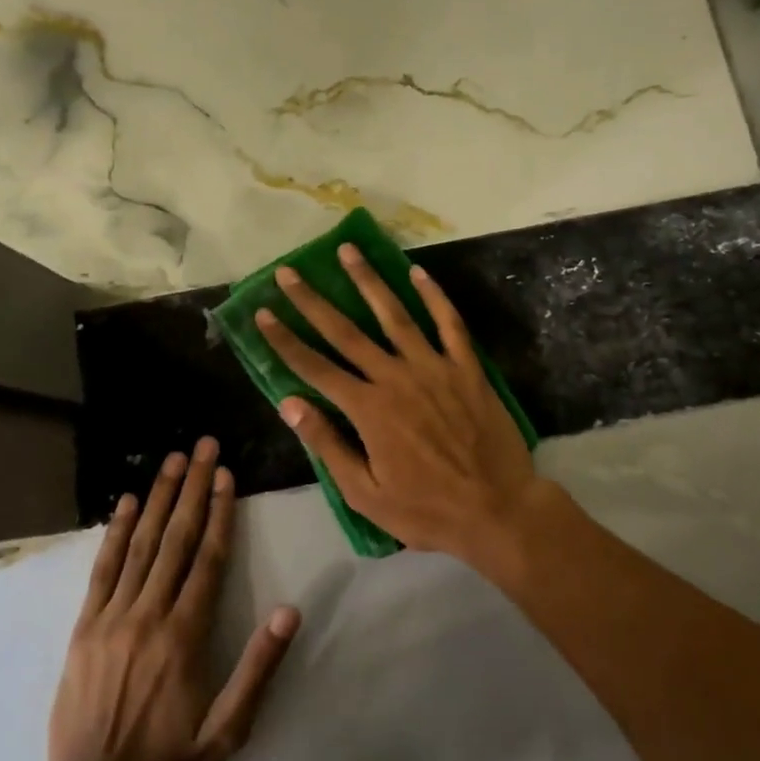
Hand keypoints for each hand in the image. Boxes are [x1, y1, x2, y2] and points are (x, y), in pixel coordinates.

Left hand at [48, 438, 299, 760]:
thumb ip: (258, 668)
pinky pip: (102, 569)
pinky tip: (123, 502)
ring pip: (139, 544)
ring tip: (171, 460)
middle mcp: (149, 614)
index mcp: (185, 634)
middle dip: (191, 487)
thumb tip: (290, 611)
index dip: (218, 512)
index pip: (207, 558)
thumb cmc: (169, 760)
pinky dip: (114, 532)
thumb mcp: (227, 729)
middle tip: (201, 446)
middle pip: (174, 538)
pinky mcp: (84, 627)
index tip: (225, 474)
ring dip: (156, 497)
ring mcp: (112, 617)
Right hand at [254, 243, 546, 564]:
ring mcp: (434, 367)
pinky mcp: (467, 368)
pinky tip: (417, 272)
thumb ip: (328, 444)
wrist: (496, 508)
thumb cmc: (426, 509)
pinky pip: (449, 323)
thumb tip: (290, 403)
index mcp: (368, 409)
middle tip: (289, 272)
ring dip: (368, 281)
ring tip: (347, 251)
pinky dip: (433, 295)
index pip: (315, 367)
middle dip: (313, 301)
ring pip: (395, 315)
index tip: (263, 313)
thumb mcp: (365, 492)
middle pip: (347, 332)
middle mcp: (396, 377)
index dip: (286, 340)